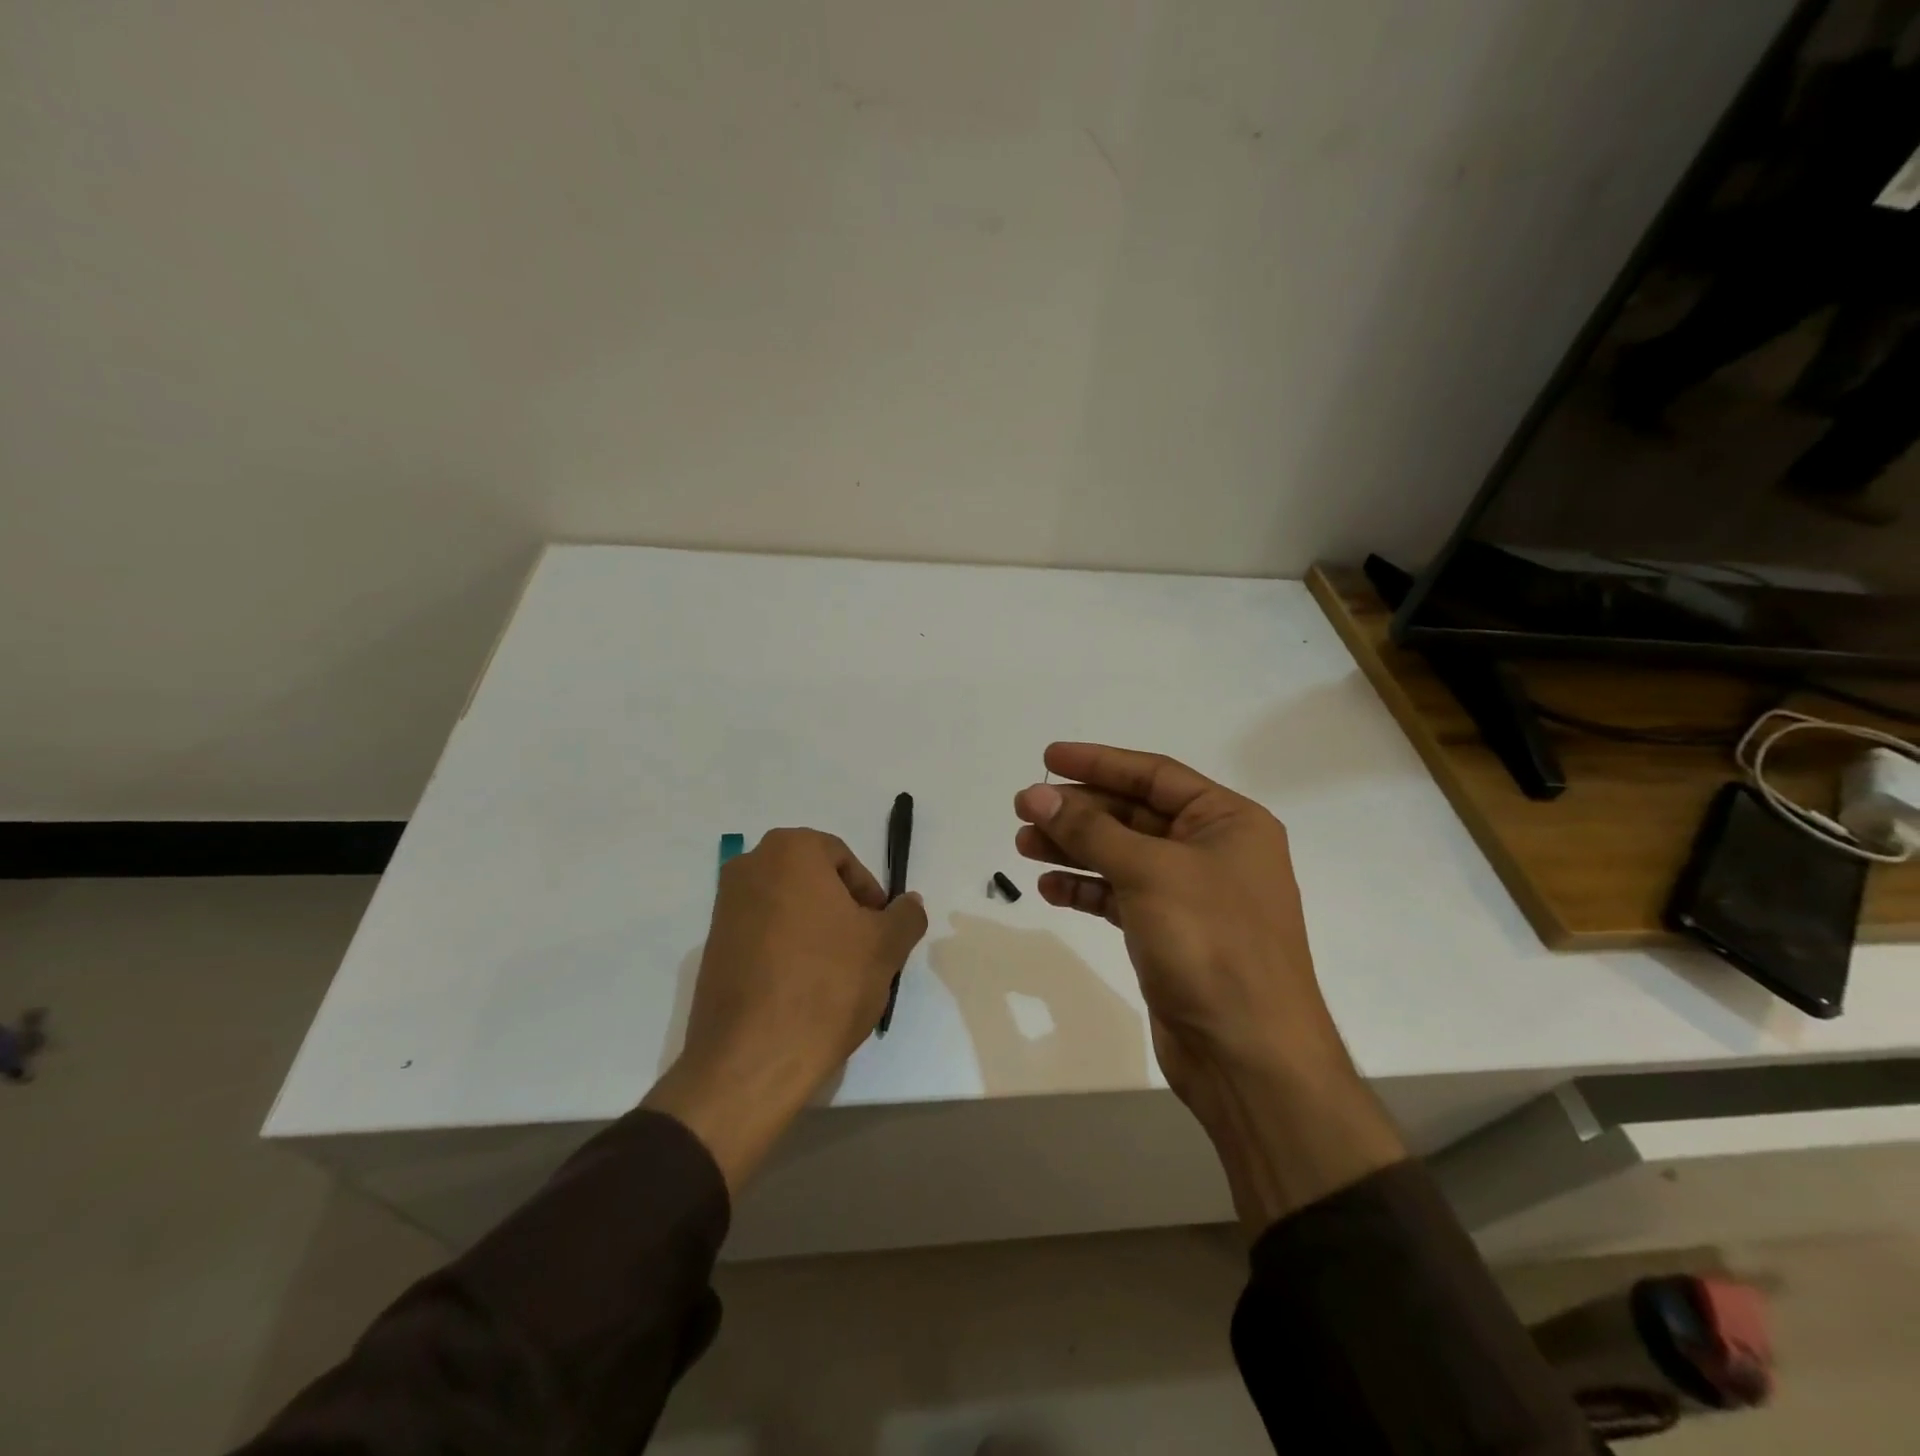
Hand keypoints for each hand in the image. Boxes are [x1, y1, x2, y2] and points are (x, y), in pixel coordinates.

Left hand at [644, 828, 926, 1192]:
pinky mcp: (712, 948)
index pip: (844, 860)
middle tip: (863, 952)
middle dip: (842, 912)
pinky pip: (762, 936)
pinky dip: (786, 952)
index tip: (879, 931)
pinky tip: (803, 990)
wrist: (753, 1058)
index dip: (869, 895)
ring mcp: (724, 908)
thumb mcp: (885, 947)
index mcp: (790, 850)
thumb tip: (909, 903)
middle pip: (813, 881)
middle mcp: (750, 867)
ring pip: (788, 909)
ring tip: (836, 976)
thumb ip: (905, 915)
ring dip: (815, 932)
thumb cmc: (826, 984)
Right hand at [1013, 743, 1402, 1230]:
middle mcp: (1213, 851)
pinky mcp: (1170, 933)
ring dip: (1074, 848)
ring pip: (1122, 856)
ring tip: (1023, 845)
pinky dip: (1087, 889)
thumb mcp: (1149, 872)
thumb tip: (1037, 796)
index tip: (1048, 758)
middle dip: (1078, 811)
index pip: (1154, 774)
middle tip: (1023, 809)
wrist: (1248, 1055)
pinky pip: (1120, 896)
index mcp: (1228, 821)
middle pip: (1134, 814)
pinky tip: (1050, 888)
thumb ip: (1090, 830)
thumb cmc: (1210, 943)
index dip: (1099, 762)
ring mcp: (1191, 895)